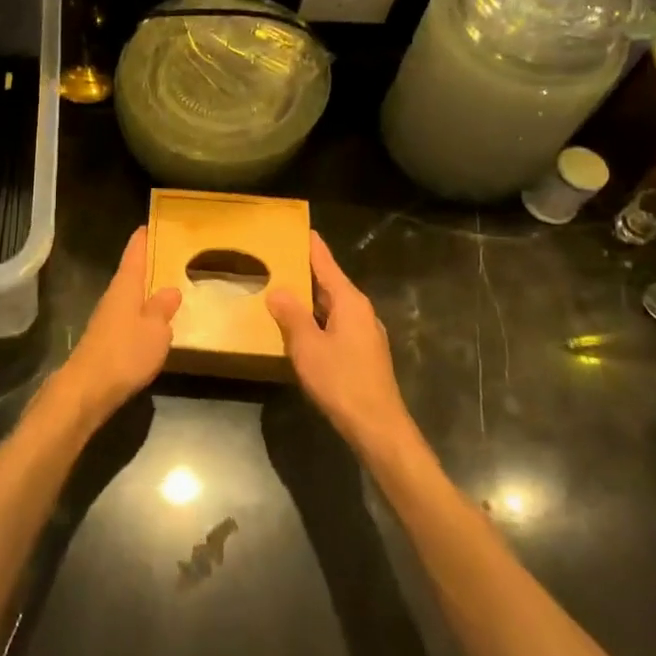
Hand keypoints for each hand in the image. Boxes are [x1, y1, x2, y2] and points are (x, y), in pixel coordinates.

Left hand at [55, 227, 180, 426]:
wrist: (87, 389)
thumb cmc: (125, 353)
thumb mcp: (156, 330)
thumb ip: (163, 309)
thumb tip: (170, 290)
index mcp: (125, 286)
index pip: (134, 254)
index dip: (142, 239)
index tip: (149, 224)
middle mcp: (113, 297)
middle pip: (130, 274)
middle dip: (146, 265)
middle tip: (168, 256)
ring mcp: (106, 320)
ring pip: (129, 297)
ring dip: (144, 292)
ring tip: (166, 288)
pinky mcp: (104, 342)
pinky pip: (127, 318)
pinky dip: (140, 315)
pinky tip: (152, 324)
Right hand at [267, 232, 411, 456]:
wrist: (377, 427)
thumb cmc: (341, 381)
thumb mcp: (307, 346)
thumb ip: (291, 315)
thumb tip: (278, 290)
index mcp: (350, 302)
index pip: (327, 265)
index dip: (313, 247)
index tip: (302, 229)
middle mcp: (361, 311)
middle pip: (331, 284)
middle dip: (308, 272)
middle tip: (282, 258)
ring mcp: (365, 334)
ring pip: (333, 306)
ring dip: (311, 298)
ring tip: (285, 290)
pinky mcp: (364, 354)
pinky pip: (336, 324)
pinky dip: (318, 319)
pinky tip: (301, 328)